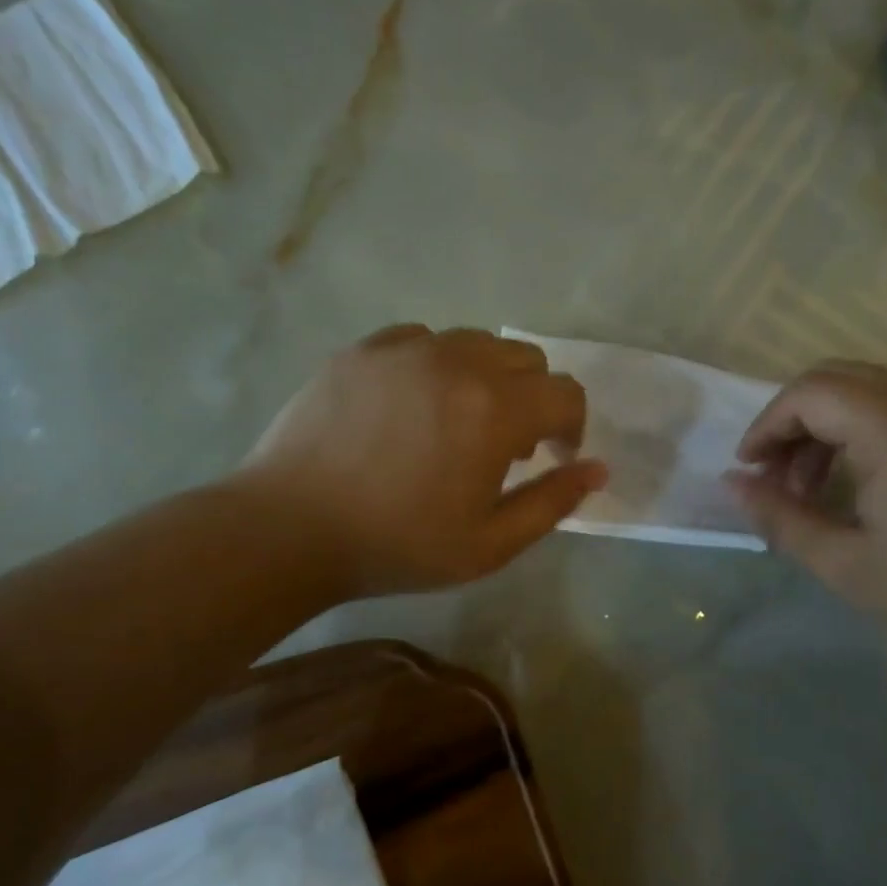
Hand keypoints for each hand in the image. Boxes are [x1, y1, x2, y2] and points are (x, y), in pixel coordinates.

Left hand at [232, 325, 605, 598]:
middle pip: (526, 359)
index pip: (566, 394)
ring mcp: (405, 349)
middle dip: (534, 400)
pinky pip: (422, 340)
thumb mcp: (490, 544)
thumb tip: (597, 470)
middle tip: (507, 447)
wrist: (289, 529)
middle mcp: (457, 362)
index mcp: (495, 410)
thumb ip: (552, 502)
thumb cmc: (398, 545)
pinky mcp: (363, 349)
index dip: (572, 428)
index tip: (554, 458)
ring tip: (459, 423)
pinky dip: (437, 366)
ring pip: (476, 343)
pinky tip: (414, 405)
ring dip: (488, 379)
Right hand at [727, 362, 886, 653]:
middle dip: (794, 421)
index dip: (767, 425)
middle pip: (836, 378)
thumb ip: (780, 519)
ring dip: (828, 425)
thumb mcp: (845, 565)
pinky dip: (864, 428)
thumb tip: (731, 483)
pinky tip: (863, 481)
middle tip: (777, 477)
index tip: (750, 470)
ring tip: (815, 487)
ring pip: (869, 388)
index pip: (809, 393)